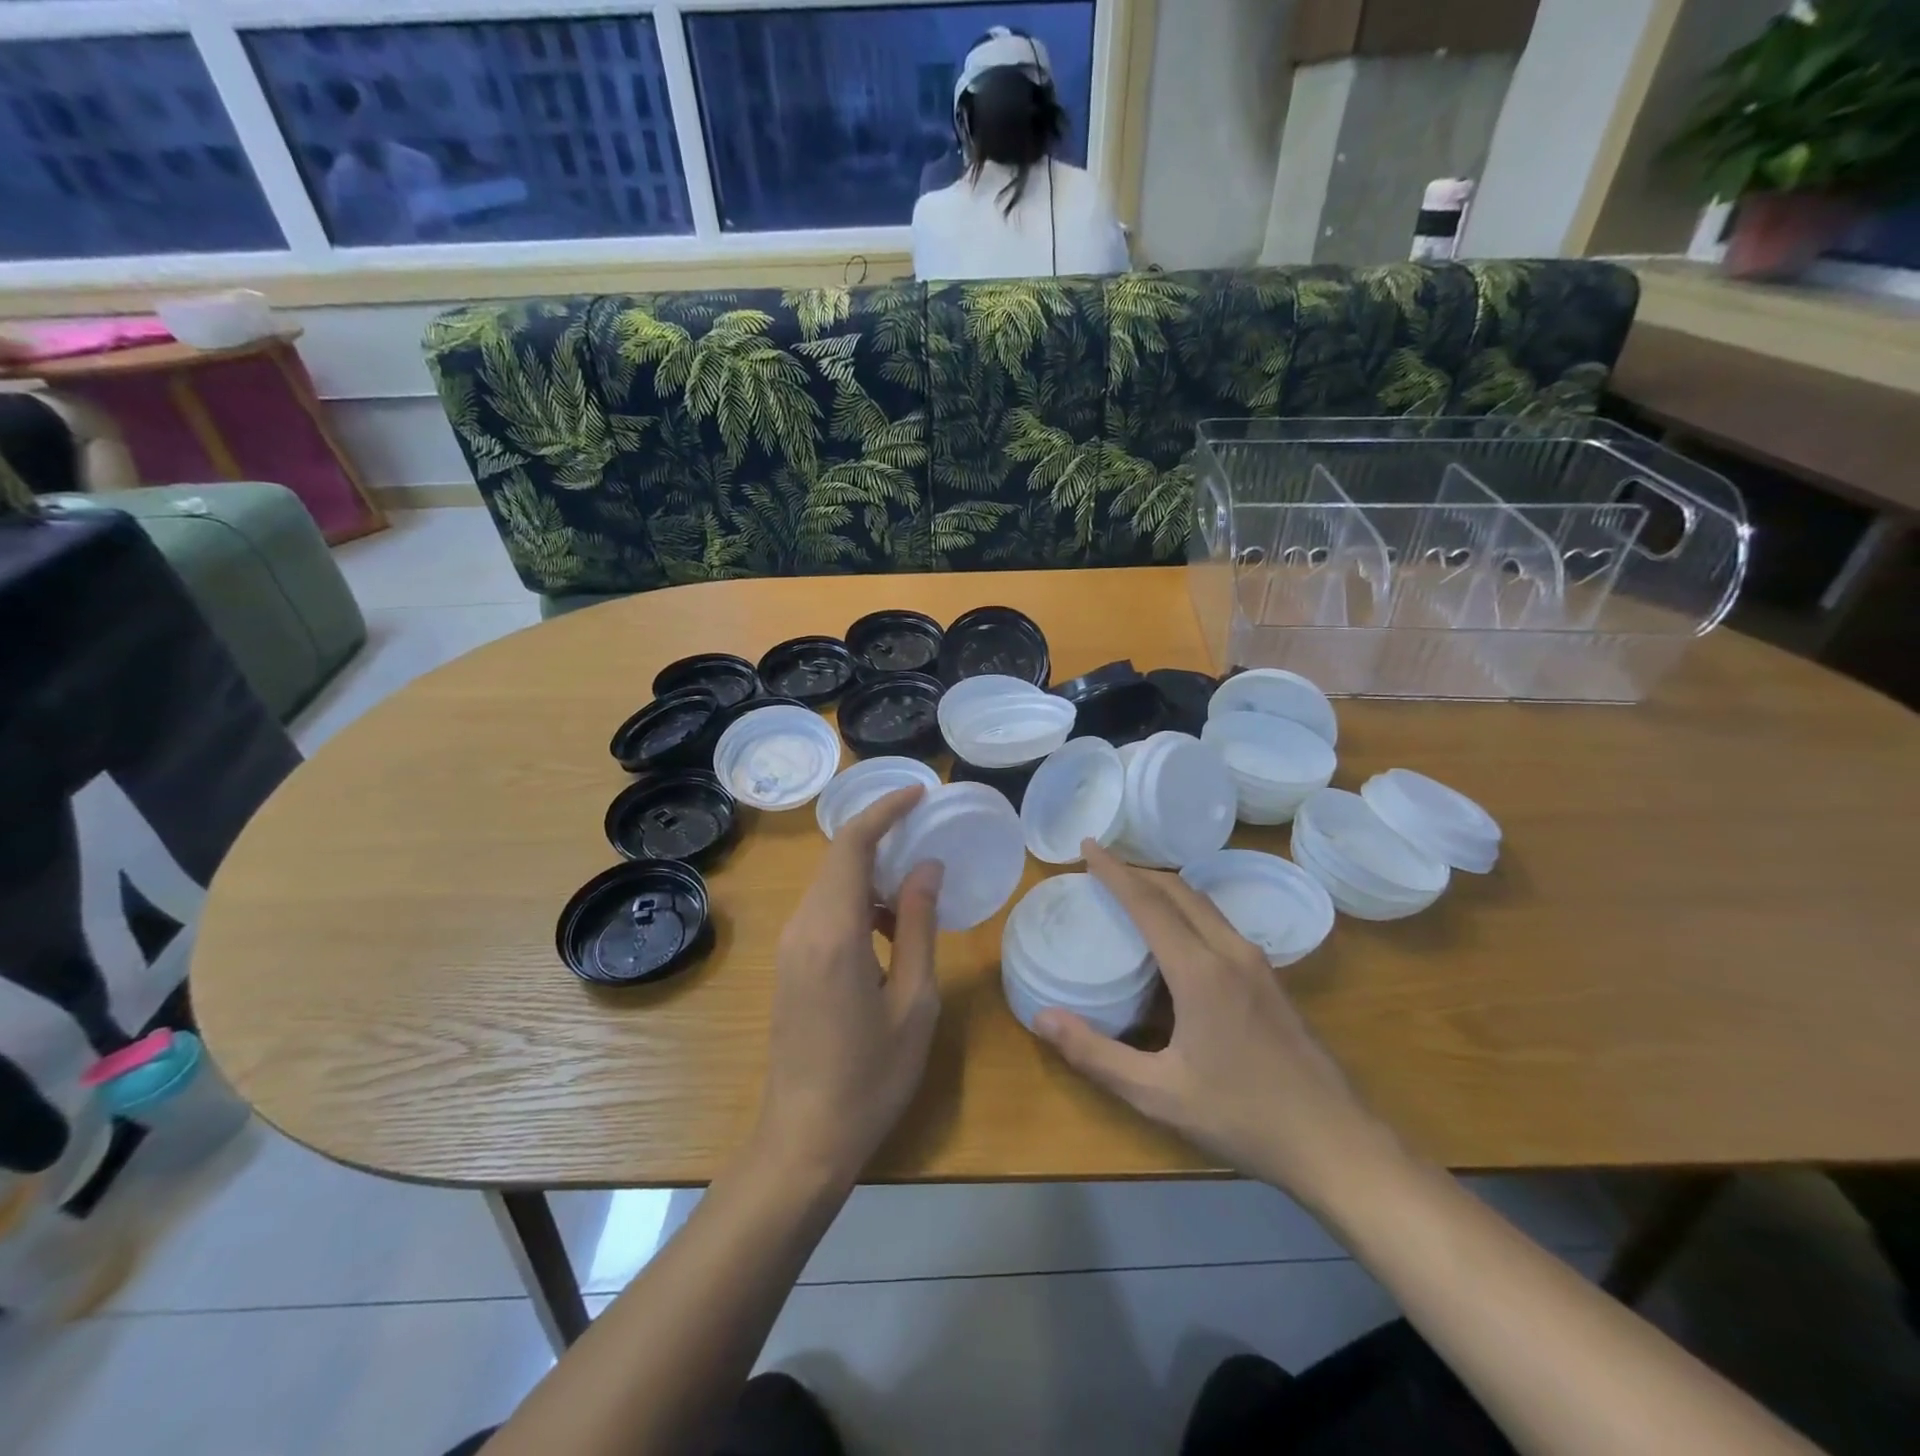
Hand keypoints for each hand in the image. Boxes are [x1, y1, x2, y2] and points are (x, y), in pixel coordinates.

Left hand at [754, 786, 942, 1188]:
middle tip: (928, 832)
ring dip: (872, 873)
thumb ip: (918, 925)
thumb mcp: (914, 1000)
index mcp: (834, 931)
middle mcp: (802, 927)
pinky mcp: (789, 964)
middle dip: (881, 835)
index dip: (884, 810)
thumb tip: (926, 867)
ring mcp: (790, 946)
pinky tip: (890, 930)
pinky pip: (824, 911)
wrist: (804, 1139)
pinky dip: (858, 901)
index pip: (852, 844)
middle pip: (839, 858)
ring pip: (831, 884)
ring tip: (918, 888)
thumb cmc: (871, 1076)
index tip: (919, 793)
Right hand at [1035, 842, 1393, 1208]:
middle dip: (1138, 870)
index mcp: (1200, 971)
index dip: (1115, 871)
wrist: (1335, 1143)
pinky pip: (1219, 922)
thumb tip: (1041, 1018)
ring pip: (1203, 903)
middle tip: (1101, 866)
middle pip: (1179, 890)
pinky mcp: (1270, 978)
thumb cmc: (1242, 1117)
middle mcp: (1230, 952)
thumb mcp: (1157, 1093)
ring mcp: (1257, 963)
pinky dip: (1187, 908)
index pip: (1149, 903)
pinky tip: (1175, 934)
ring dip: (1164, 887)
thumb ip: (1095, 1054)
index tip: (1087, 845)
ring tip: (1132, 890)